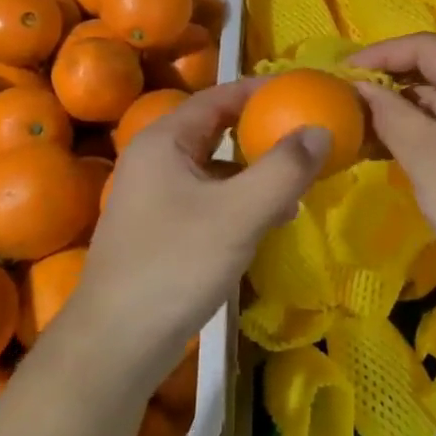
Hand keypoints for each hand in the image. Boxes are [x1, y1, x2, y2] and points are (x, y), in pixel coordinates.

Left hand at [75, 79, 330, 388]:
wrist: (116, 344)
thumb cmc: (175, 265)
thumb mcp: (239, 213)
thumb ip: (283, 169)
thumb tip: (320, 130)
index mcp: (164, 141)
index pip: (219, 96)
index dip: (261, 90)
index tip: (304, 91)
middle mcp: (155, 160)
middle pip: (217, 130)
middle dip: (262, 131)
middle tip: (307, 133)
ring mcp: (154, 197)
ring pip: (215, 168)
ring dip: (255, 170)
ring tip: (299, 179)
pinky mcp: (161, 230)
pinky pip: (210, 199)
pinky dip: (242, 200)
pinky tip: (272, 220)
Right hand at [348, 34, 435, 289]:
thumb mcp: (423, 154)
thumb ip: (388, 113)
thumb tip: (361, 87)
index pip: (424, 47)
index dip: (380, 54)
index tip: (341, 73)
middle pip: (431, 68)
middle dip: (386, 82)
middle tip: (344, 100)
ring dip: (397, 108)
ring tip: (355, 126)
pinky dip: (416, 128)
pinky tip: (383, 146)